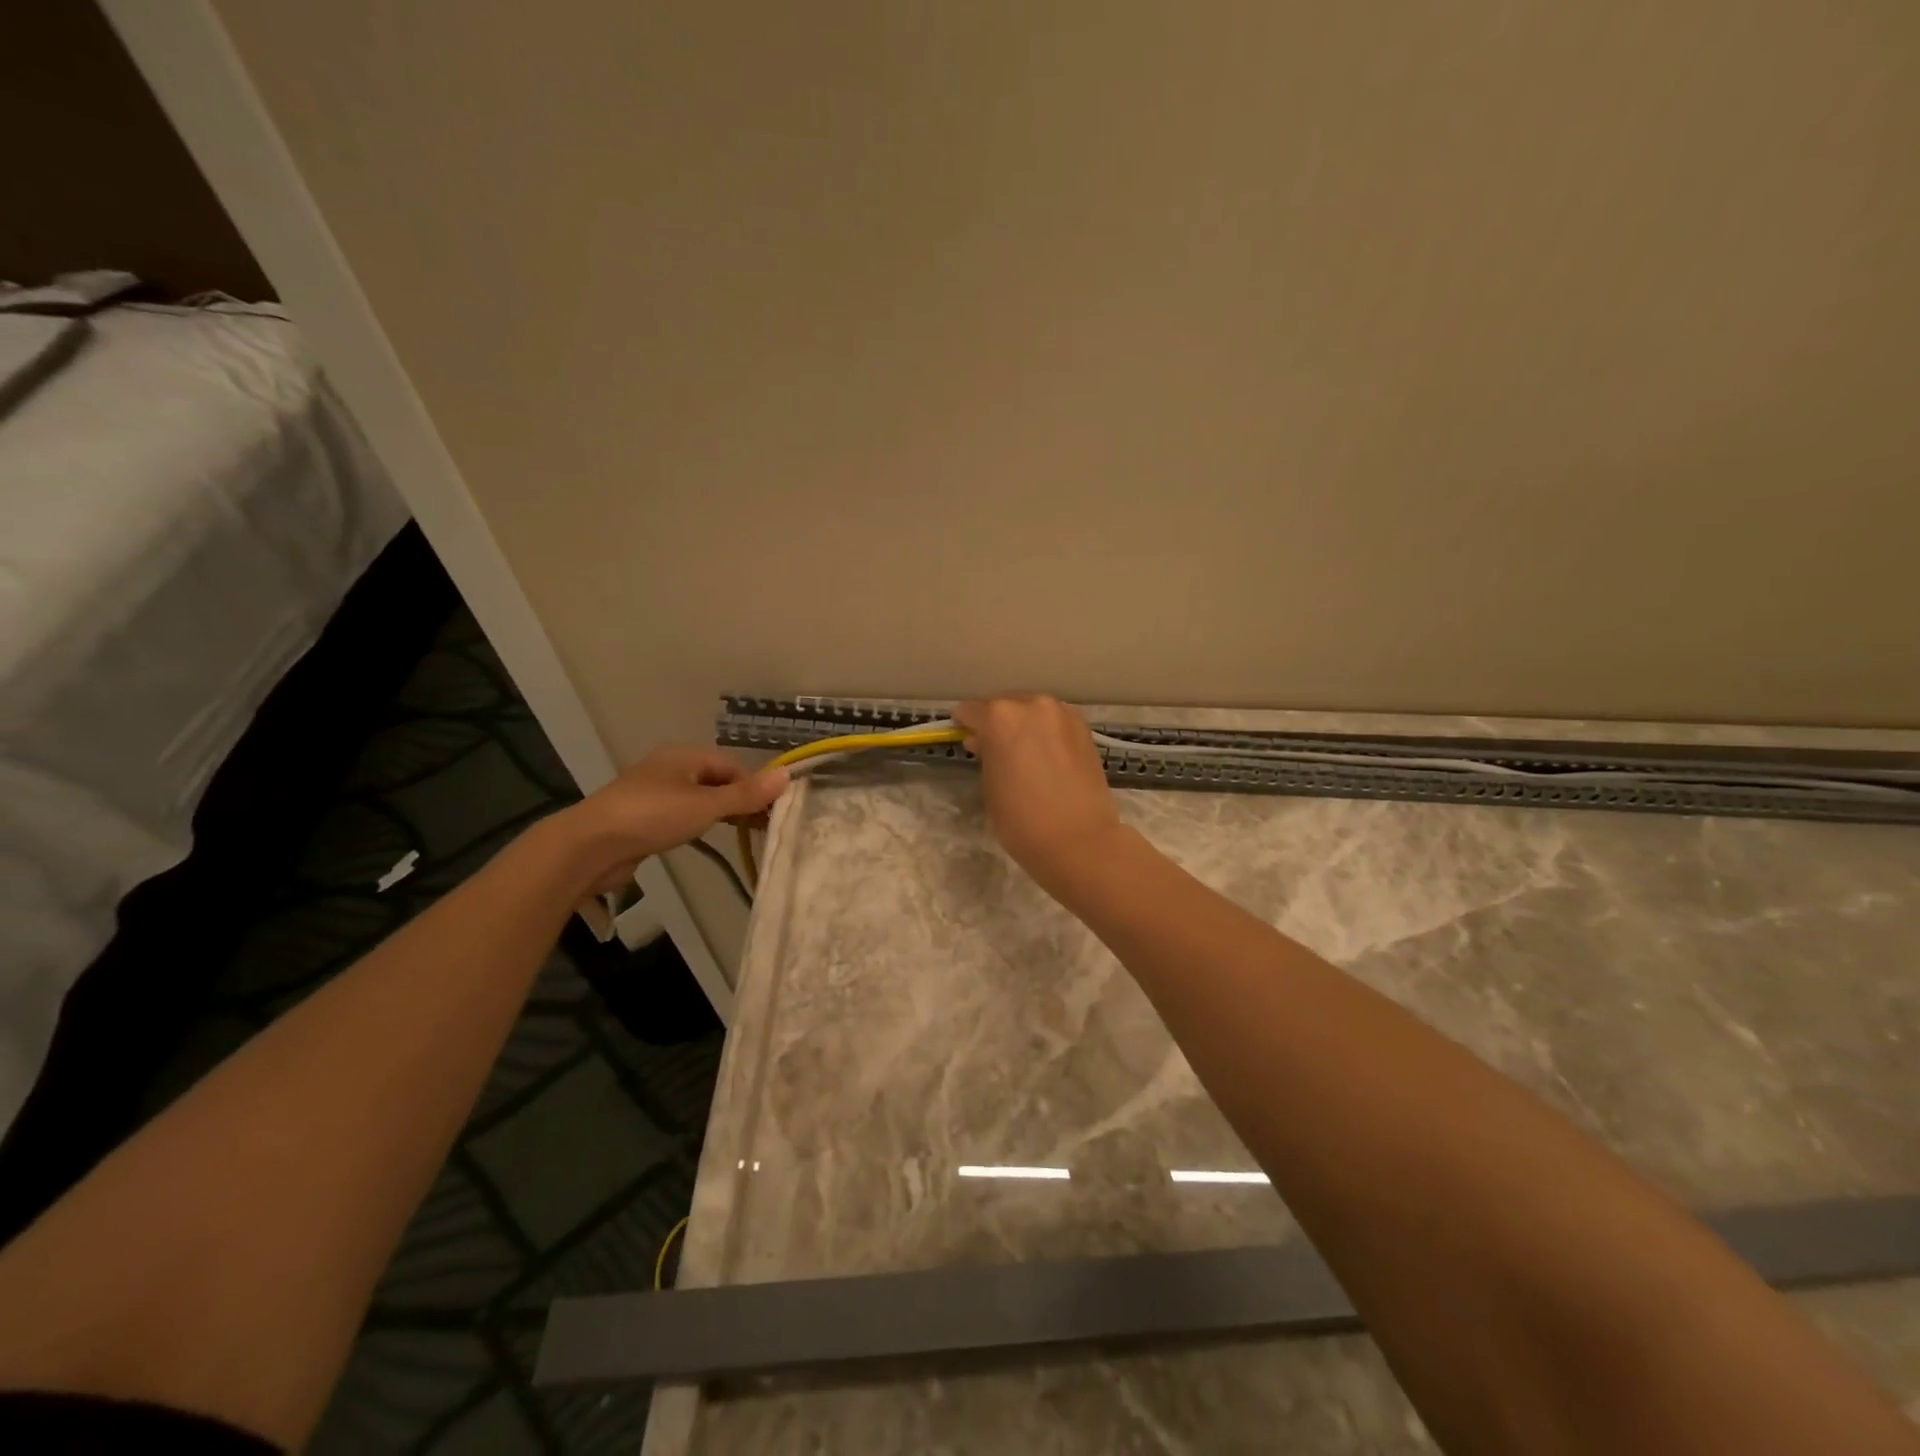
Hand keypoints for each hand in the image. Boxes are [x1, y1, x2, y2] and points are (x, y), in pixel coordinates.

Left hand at [559, 747, 787, 893]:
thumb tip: (787, 776)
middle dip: (738, 800)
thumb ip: (746, 794)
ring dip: (719, 813)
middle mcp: (669, 768)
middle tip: (761, 826)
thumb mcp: (707, 805)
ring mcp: (652, 793)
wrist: (590, 846)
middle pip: (716, 780)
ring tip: (739, 835)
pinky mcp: (641, 818)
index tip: (771, 813)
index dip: (754, 786)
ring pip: (697, 798)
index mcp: (684, 756)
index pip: (732, 765)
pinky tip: (702, 838)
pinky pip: (679, 815)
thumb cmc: (653, 816)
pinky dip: (696, 824)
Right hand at [953, 695, 1122, 893]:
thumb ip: (986, 754)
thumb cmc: (1022, 820)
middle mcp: (1032, 705)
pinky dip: (1048, 732)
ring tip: (1026, 755)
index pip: (971, 711)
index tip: (968, 740)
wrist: (1079, 840)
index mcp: (1000, 717)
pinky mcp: (1084, 729)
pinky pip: (1056, 722)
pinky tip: (1048, 757)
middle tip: (997, 751)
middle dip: (998, 724)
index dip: (965, 726)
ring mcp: (1062, 714)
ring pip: (1033, 711)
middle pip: (1005, 706)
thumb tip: (984, 741)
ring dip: (1025, 726)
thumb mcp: (990, 785)